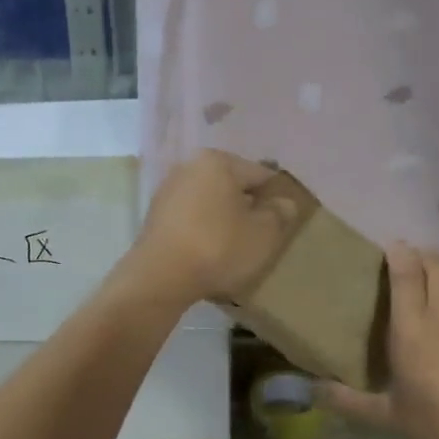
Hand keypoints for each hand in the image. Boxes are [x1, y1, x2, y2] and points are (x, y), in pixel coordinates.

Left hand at [125, 150, 298, 309]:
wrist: (160, 277)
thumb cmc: (218, 247)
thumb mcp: (263, 234)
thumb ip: (279, 214)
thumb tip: (283, 203)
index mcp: (217, 161)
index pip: (259, 174)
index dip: (275, 198)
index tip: (283, 223)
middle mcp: (188, 167)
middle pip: (231, 186)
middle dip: (247, 208)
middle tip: (260, 238)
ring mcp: (167, 192)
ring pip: (209, 204)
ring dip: (224, 221)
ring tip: (236, 249)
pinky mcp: (155, 218)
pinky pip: (190, 220)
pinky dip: (202, 232)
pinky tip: (209, 254)